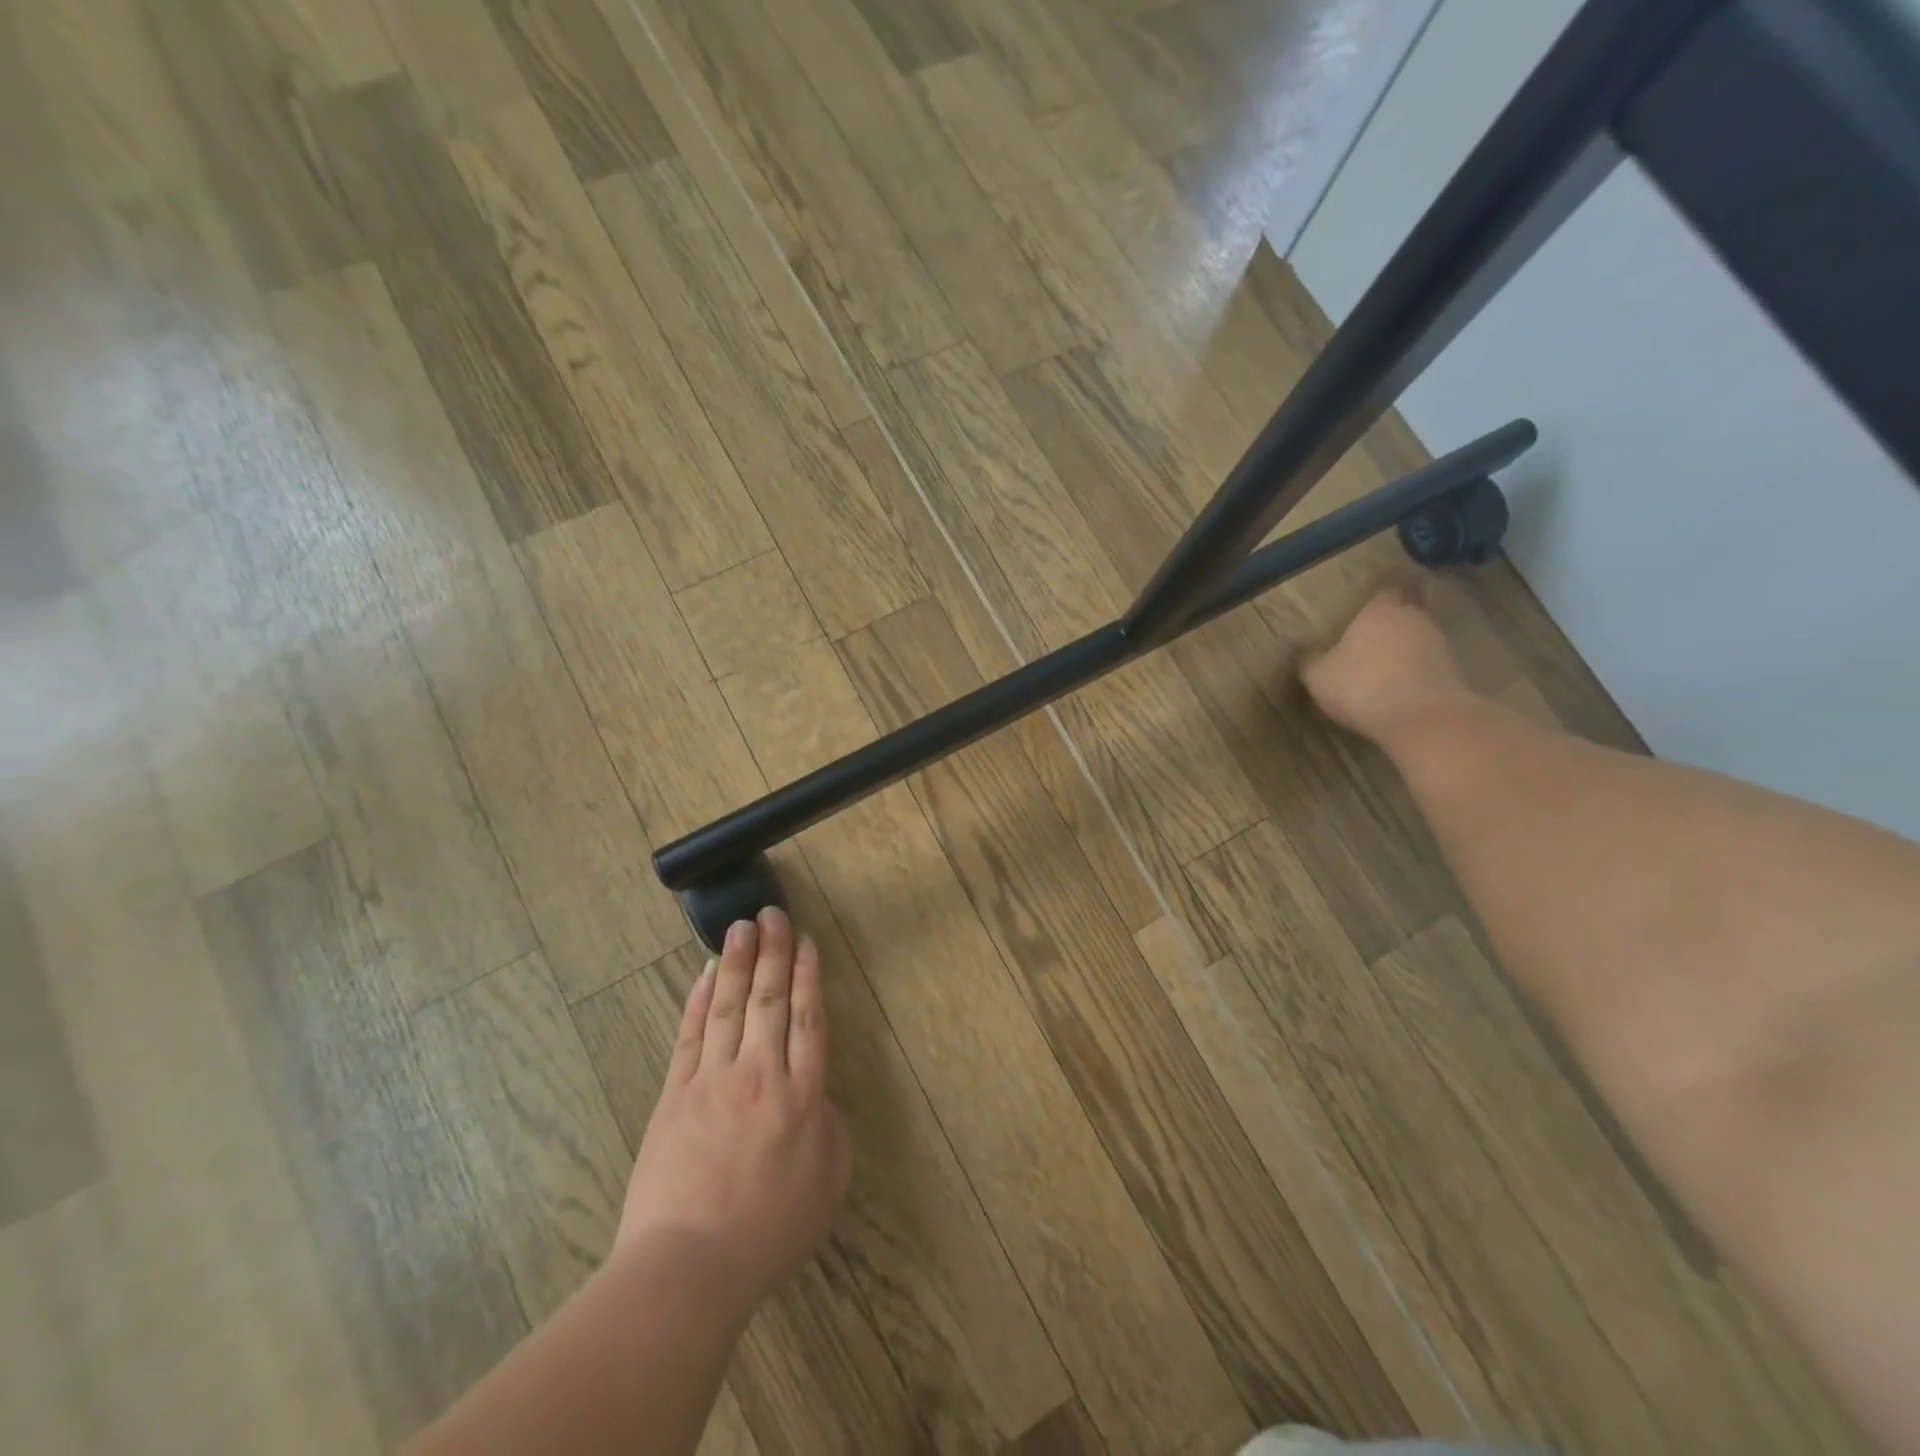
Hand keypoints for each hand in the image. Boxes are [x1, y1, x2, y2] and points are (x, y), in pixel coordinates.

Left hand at [615, 908, 851, 1324]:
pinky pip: (690, 1036)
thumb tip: (817, 1095)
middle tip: (772, 913)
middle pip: (769, 999)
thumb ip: (829, 1125)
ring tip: (741, 926)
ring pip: (729, 1006)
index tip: (806, 942)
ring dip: (737, 962)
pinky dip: (699, 1001)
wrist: (689, 1267)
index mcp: (803, 1094)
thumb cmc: (769, 1231)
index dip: (807, 976)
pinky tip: (705, 975)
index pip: (807, 1018)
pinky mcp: (674, 1095)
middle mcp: (760, 1073)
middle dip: (773, 952)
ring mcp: (713, 1080)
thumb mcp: (828, 1180)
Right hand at [1301, 585, 1470, 742]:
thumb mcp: (1319, 677)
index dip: (1375, 598)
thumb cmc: (1362, 686)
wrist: (1423, 718)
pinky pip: (1429, 665)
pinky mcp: (1455, 672)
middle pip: (1405, 612)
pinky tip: (1401, 689)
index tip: (1365, 606)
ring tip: (1385, 667)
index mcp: (1379, 611)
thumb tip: (1310, 655)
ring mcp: (1439, 644)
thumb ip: (1313, 661)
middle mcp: (1413, 619)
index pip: (1383, 590)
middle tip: (1372, 637)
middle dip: (1391, 623)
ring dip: (1405, 650)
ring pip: (1419, 639)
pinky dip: (1417, 673)